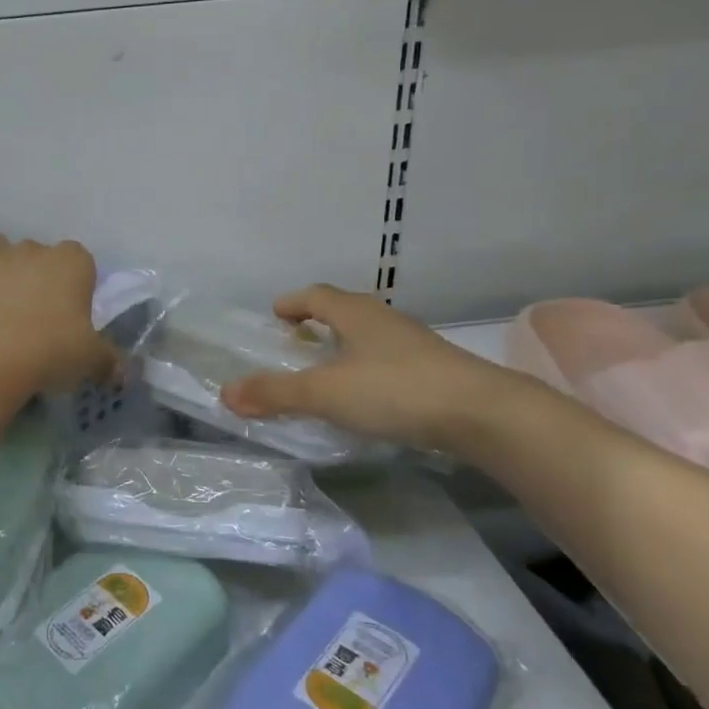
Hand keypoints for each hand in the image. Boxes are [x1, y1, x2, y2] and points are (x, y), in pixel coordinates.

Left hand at [0, 235, 117, 394]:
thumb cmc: (50, 352)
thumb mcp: (90, 361)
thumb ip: (109, 362)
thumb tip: (123, 374)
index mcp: (72, 262)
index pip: (81, 262)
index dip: (75, 284)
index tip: (70, 312)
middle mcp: (34, 248)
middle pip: (39, 255)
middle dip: (38, 276)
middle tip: (35, 315)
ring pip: (0, 250)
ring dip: (1, 269)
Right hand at [220, 285, 533, 453]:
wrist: (483, 414)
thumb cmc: (395, 390)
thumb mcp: (325, 393)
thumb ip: (275, 393)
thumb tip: (225, 393)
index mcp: (356, 314)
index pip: (316, 294)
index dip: (293, 302)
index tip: (275, 314)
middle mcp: (385, 320)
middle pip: (344, 311)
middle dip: (317, 322)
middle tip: (295, 342)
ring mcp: (414, 344)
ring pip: (369, 336)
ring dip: (344, 346)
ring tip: (327, 371)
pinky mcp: (434, 371)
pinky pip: (388, 360)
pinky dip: (367, 369)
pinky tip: (366, 396)